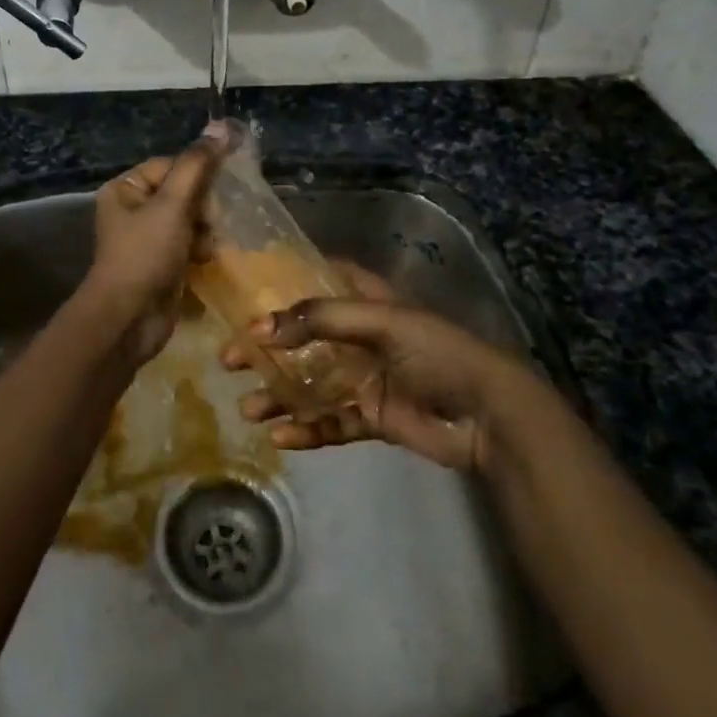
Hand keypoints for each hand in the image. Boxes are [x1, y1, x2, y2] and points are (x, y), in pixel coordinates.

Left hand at [74, 129, 226, 363]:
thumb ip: (197, 166)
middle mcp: (133, 210)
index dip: (198, 177)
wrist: (129, 320)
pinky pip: (189, 244)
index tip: (216, 195)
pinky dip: (201, 250)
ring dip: (206, 231)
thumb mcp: (172, 205)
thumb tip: (221, 128)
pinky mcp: (161, 264)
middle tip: (211, 225)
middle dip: (203, 208)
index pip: (172, 165)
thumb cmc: (145, 255)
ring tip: (207, 248)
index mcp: (125, 189)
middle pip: (183, 192)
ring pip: (191, 219)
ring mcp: (147, 239)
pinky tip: (207, 260)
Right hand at [223, 261, 532, 472]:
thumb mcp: (380, 322)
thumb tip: (258, 328)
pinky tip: (281, 438)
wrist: (488, 415)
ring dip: (280, 395)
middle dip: (267, 350)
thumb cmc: (436, 352)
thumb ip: (318, 320)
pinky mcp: (372, 417)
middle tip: (228, 361)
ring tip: (248, 409)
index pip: (319, 279)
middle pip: (303, 338)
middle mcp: (360, 336)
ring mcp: (365, 377)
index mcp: (366, 301)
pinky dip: (306, 430)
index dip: (283, 280)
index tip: (243, 288)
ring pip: (311, 384)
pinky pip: (331, 422)